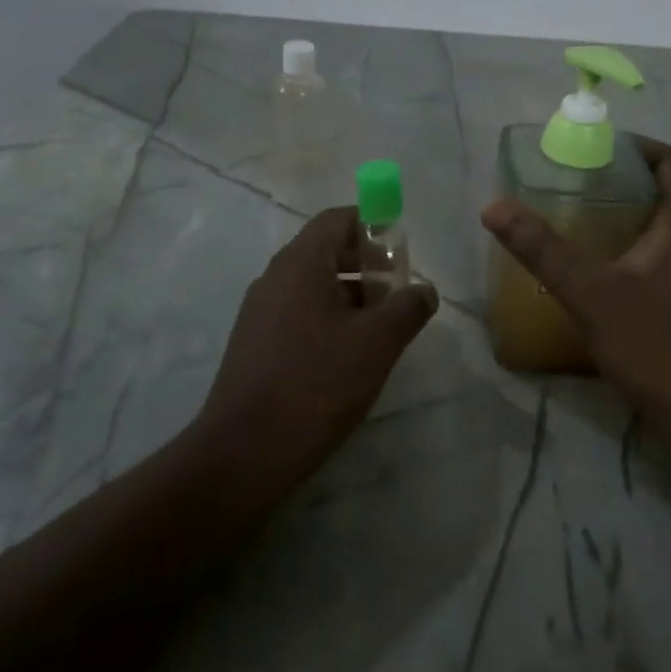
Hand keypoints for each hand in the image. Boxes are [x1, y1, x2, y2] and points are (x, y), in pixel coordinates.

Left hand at [194, 207, 438, 492]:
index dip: (373, 226)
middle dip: (367, 266)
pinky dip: (328, 319)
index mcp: (300, 263)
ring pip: (313, 285)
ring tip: (380, 331)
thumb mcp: (377, 343)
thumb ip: (408, 308)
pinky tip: (347, 358)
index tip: (401, 255)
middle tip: (398, 297)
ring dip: (350, 297)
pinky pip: (298, 313)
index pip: (338, 219)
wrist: (245, 452)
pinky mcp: (255, 343)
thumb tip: (425, 289)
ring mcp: (259, 311)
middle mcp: (275, 277)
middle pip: (326, 251)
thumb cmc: (317, 384)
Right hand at [482, 138, 670, 456]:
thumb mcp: (591, 293)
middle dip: (620, 179)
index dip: (639, 146)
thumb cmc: (656, 345)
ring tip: (573, 215)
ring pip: (658, 226)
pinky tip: (590, 267)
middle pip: (663, 191)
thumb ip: (543, 250)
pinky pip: (654, 257)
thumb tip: (494, 207)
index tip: (597, 147)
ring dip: (621, 214)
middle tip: (572, 179)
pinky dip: (624, 248)